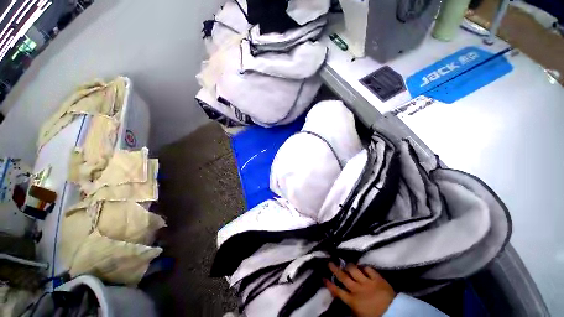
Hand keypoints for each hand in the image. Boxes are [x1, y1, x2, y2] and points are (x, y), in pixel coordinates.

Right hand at [324, 263, 395, 316]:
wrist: (395, 314)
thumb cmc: (375, 316)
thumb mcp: (359, 315)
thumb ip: (351, 308)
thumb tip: (343, 304)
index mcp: (352, 300)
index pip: (337, 291)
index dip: (329, 284)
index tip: (323, 277)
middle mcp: (357, 289)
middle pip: (343, 277)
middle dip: (335, 269)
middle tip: (329, 262)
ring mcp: (367, 282)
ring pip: (354, 270)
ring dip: (349, 266)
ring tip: (346, 264)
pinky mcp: (377, 278)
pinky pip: (368, 269)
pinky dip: (365, 267)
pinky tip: (362, 266)